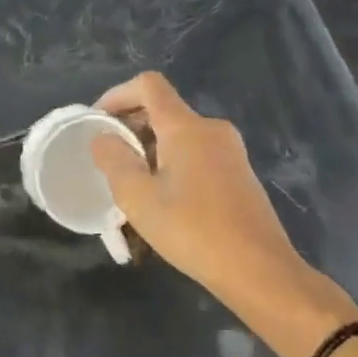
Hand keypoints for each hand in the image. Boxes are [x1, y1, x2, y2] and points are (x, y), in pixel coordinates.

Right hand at [88, 72, 299, 289]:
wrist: (259, 271)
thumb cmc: (193, 231)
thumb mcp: (138, 198)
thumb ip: (114, 160)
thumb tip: (103, 137)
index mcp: (186, 127)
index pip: (149, 85)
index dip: (118, 94)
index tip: (98, 121)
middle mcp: (211, 129)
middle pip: (163, 110)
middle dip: (131, 127)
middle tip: (108, 159)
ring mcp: (230, 151)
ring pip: (179, 135)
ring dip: (150, 149)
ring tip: (131, 184)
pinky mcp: (239, 174)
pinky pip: (196, 153)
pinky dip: (171, 163)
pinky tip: (163, 199)